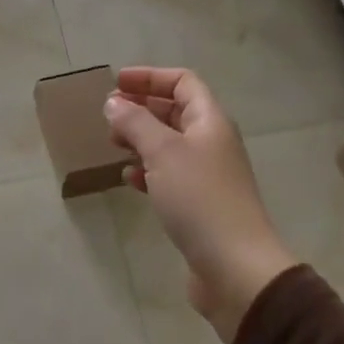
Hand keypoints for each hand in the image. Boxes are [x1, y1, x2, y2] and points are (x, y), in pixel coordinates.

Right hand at [104, 66, 298, 343]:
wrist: (235, 266)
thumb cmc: (199, 199)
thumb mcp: (162, 153)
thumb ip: (135, 123)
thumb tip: (114, 103)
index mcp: (210, 121)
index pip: (182, 82)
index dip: (150, 77)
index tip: (116, 83)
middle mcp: (212, 142)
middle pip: (175, 111)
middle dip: (141, 108)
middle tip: (109, 116)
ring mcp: (207, 174)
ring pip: (170, 144)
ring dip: (141, 140)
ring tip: (114, 145)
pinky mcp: (199, 204)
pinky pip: (170, 175)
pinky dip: (148, 171)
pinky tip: (129, 180)